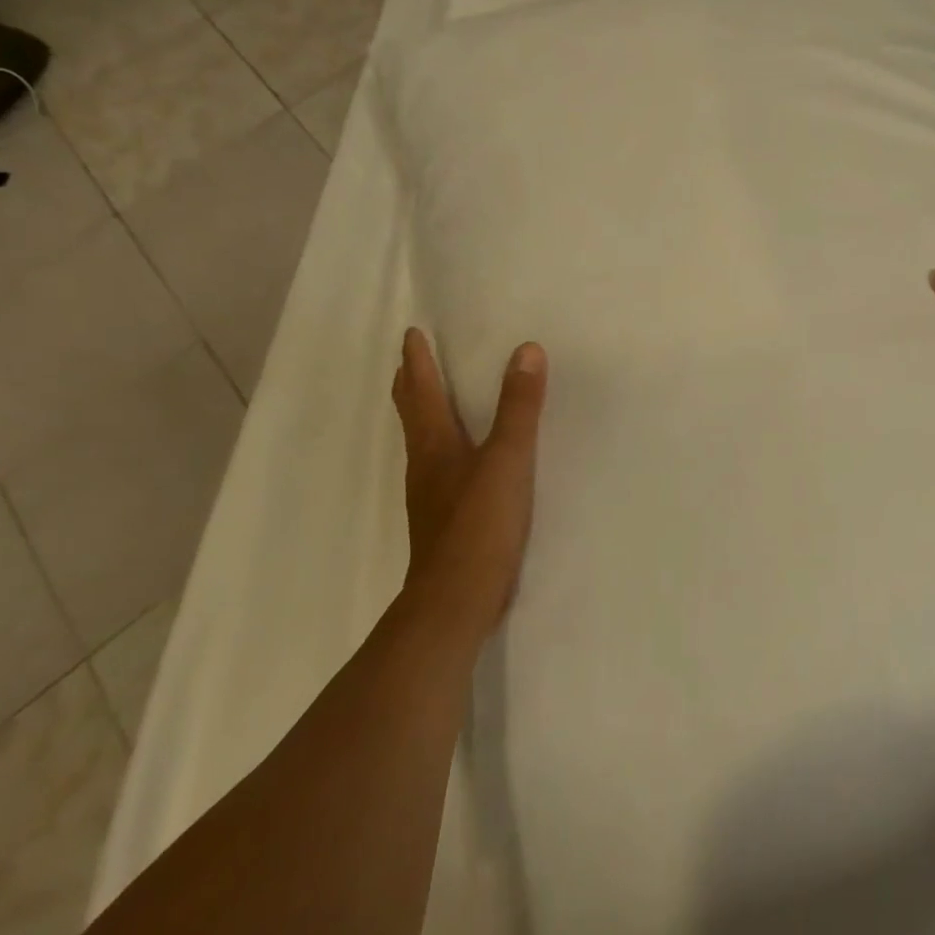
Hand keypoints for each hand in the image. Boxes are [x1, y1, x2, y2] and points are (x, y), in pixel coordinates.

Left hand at [392, 328, 548, 642]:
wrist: (455, 602)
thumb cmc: (479, 525)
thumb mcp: (507, 460)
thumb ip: (518, 407)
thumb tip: (526, 350)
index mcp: (435, 444)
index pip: (422, 391)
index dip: (418, 361)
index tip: (410, 333)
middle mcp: (425, 465)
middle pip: (412, 415)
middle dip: (410, 384)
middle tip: (409, 359)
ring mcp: (431, 496)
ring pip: (422, 441)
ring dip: (422, 413)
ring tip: (430, 398)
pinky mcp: (444, 520)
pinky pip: (438, 467)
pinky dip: (441, 445)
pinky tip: (458, 458)